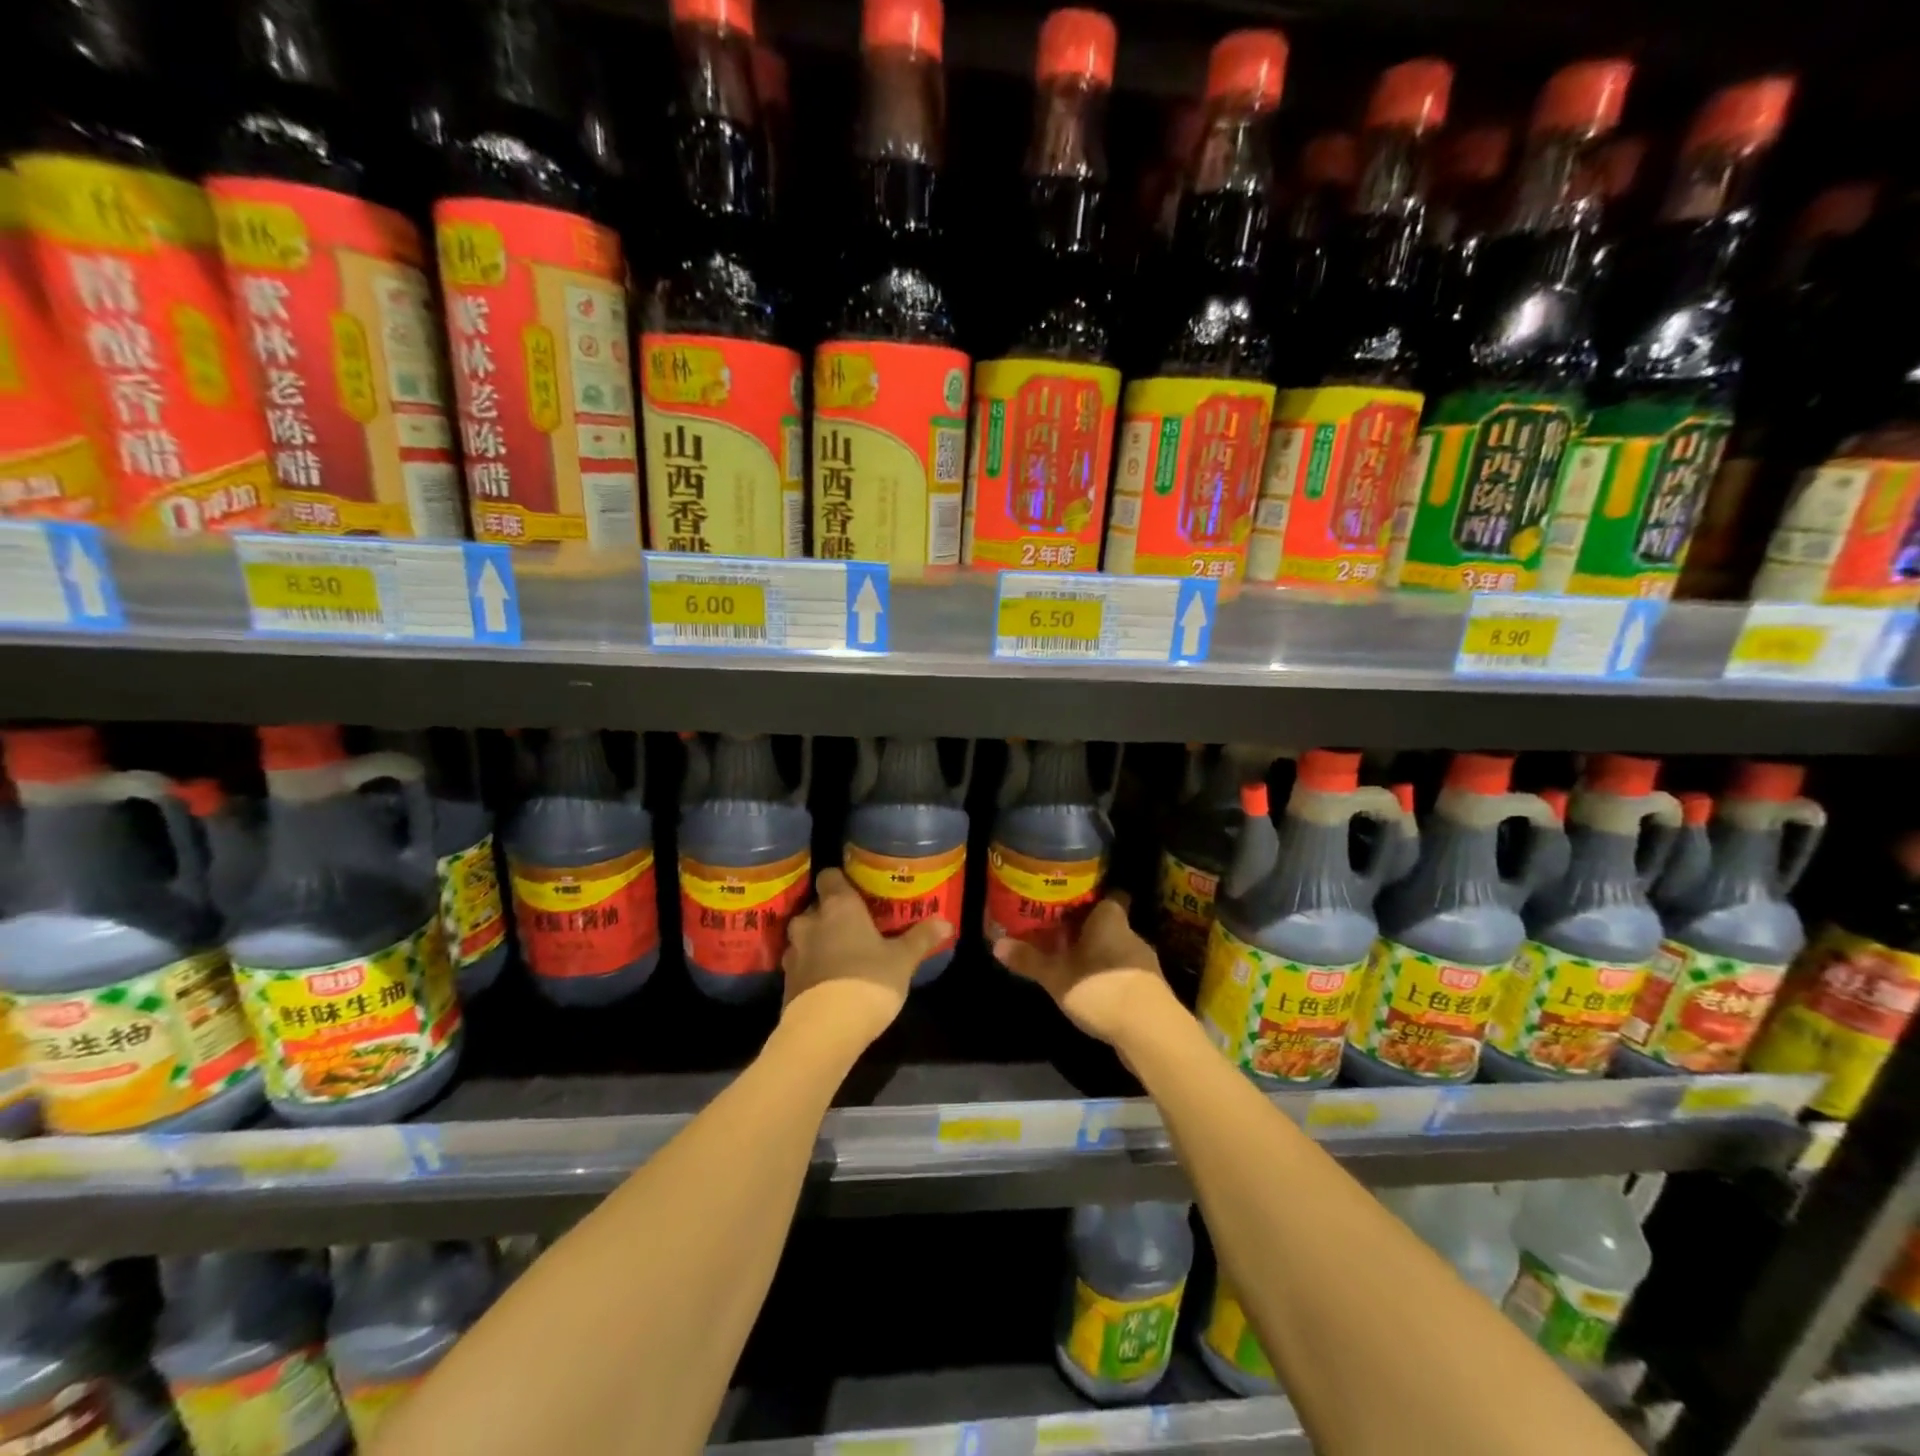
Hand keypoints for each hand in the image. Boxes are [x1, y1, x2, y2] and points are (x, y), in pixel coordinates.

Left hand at [781, 869, 950, 1049]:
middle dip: (831, 914)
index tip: (856, 889)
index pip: (829, 875)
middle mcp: (810, 922)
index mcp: (838, 905)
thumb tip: (946, 922)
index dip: (841, 880)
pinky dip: (811, 967)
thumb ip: (921, 938)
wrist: (824, 1030)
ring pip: (804, 936)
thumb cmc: (868, 980)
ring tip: (841, 953)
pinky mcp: (786, 981)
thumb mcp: (903, 960)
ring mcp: (793, 952)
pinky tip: (829, 981)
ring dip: (818, 941)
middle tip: (855, 925)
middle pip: (816, 906)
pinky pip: (800, 964)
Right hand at [993, 894, 1179, 1049]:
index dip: (1091, 897)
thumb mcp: (1056, 976)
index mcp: (1109, 919)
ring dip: (1098, 956)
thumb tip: (996, 945)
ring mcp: (1144, 962)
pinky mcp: (1150, 989)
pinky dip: (1110, 977)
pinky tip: (1093, 991)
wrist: (1151, 1032)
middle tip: (1060, 934)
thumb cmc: (1101, 988)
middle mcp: (1130, 933)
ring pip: (1116, 949)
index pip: (1107, 895)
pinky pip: (1125, 973)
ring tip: (1073, 964)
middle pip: (1108, 923)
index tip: (1070, 902)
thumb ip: (1029, 960)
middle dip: (1087, 930)